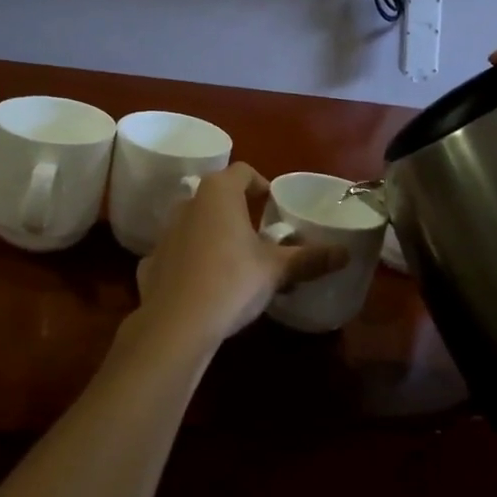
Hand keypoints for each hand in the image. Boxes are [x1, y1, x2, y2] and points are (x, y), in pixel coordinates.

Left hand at [135, 163, 348, 346]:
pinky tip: (205, 284)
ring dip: (213, 234)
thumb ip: (310, 258)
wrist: (175, 324)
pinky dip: (192, 261)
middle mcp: (187, 204)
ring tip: (234, 260)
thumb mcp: (276, 270)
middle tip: (258, 234)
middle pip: (216, 197)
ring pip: (195, 224)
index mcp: (218, 194)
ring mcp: (164, 233)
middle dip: (237, 211)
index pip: (242, 172)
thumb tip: (345, 253)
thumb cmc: (232, 281)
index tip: (273, 203)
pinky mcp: (150, 262)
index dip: (260, 183)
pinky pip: (178, 253)